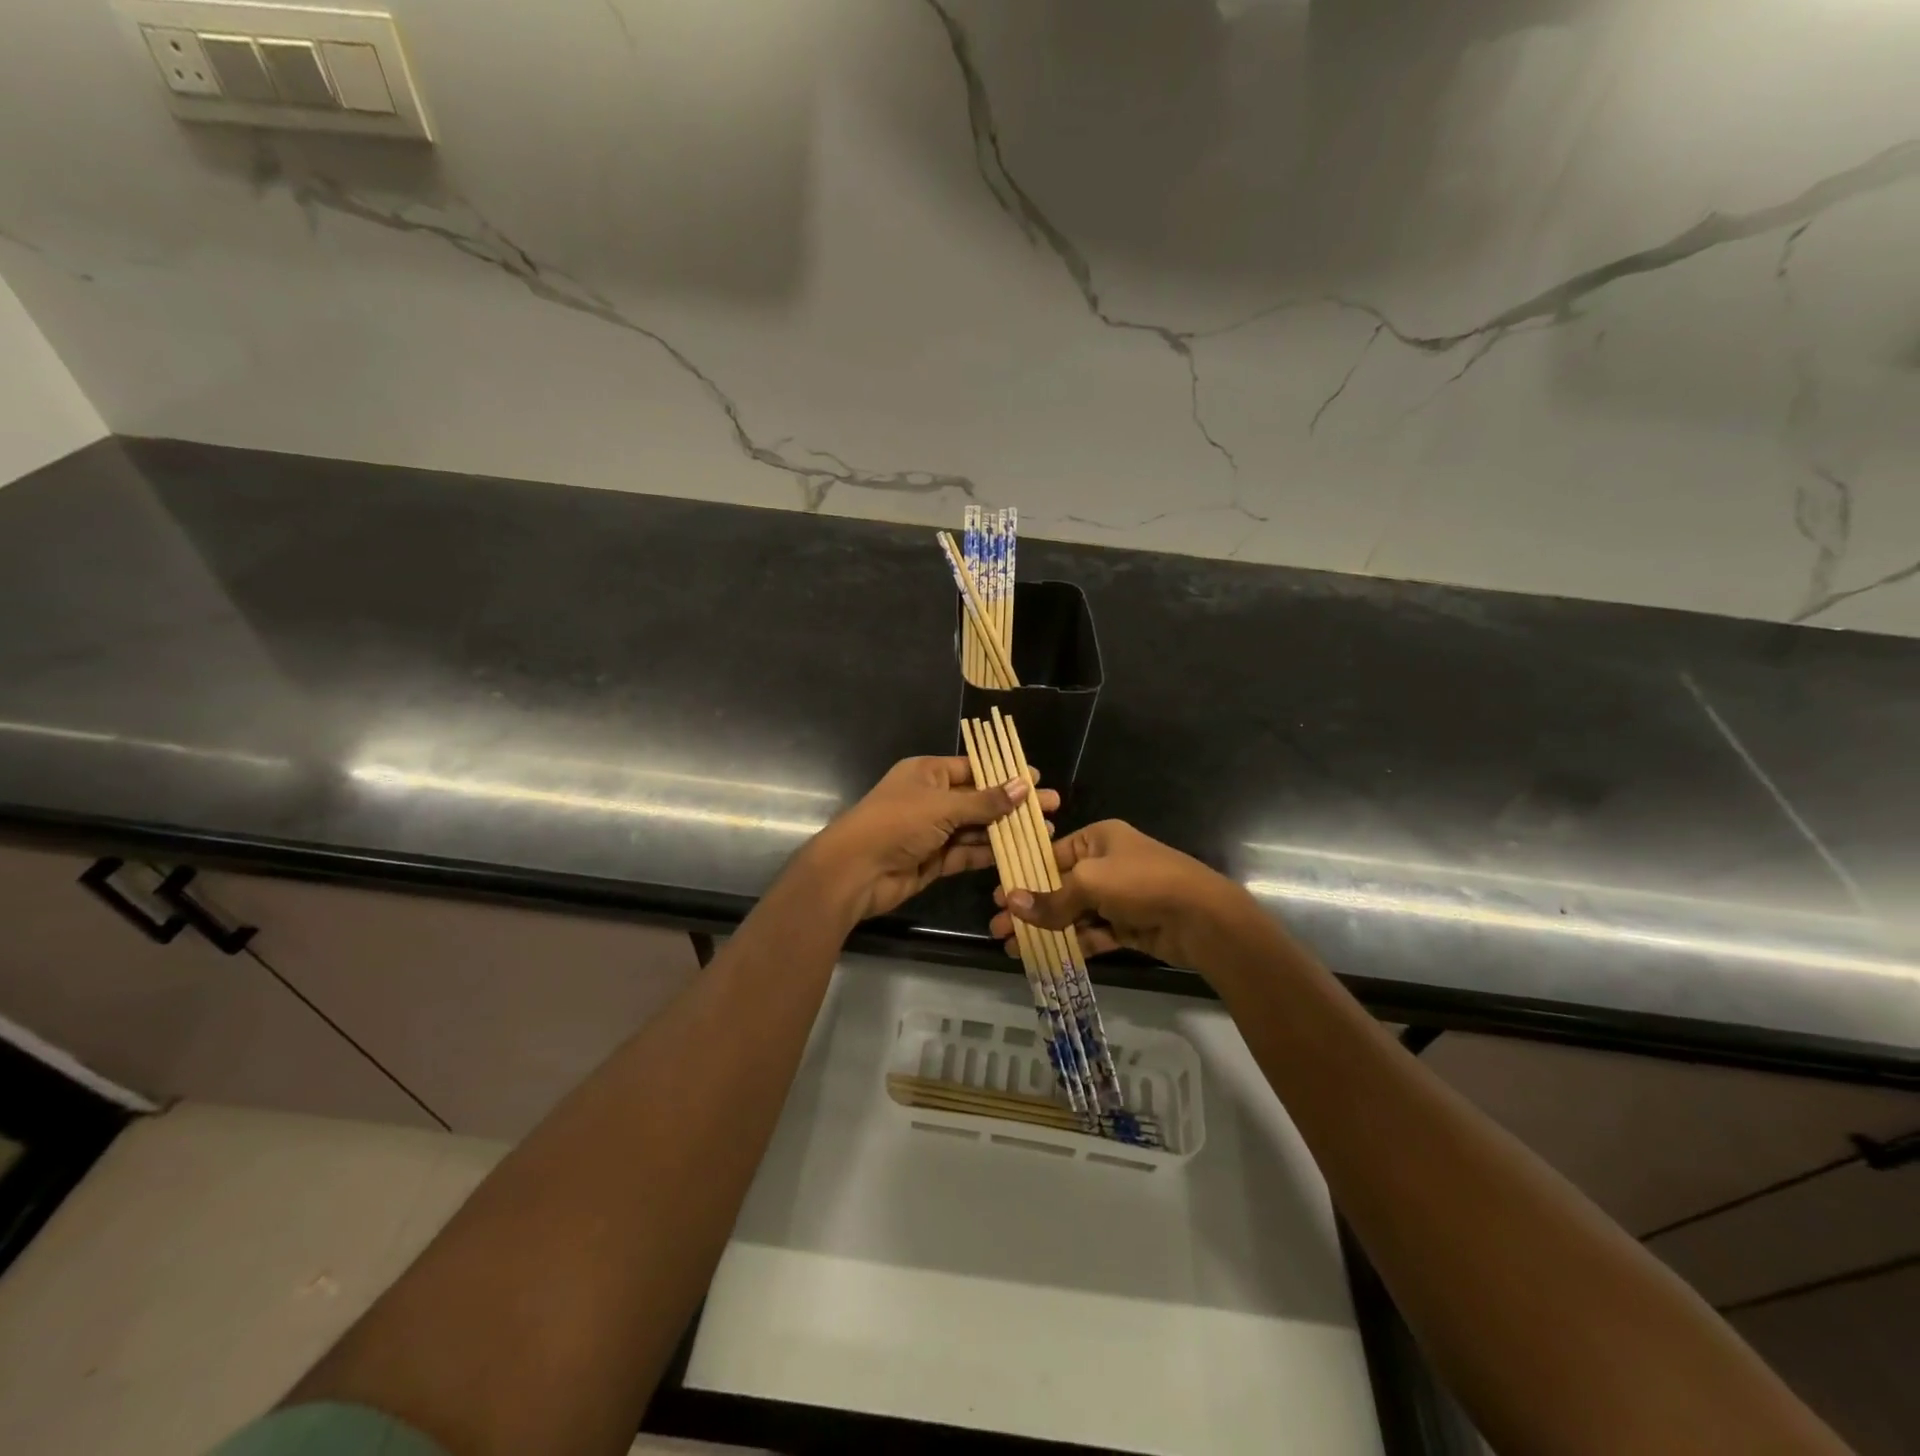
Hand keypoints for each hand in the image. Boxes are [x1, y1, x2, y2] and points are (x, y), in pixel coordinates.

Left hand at [802, 756, 1060, 923]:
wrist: (855, 872)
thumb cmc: (896, 823)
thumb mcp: (943, 806)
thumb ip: (985, 801)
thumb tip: (1024, 786)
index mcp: (928, 773)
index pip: (973, 769)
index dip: (1005, 774)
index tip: (1037, 779)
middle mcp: (931, 799)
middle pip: (979, 799)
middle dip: (1013, 805)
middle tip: (1052, 808)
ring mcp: (932, 831)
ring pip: (976, 828)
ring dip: (1006, 831)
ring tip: (1046, 832)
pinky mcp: (934, 860)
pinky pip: (967, 853)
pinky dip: (989, 853)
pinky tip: (1019, 852)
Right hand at [988, 819, 1262, 968]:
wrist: (1202, 918)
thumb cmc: (1142, 882)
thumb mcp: (1090, 883)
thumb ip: (1051, 898)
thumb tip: (1010, 903)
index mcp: (1098, 839)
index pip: (1052, 854)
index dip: (1024, 875)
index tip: (998, 896)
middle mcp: (1107, 864)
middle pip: (1059, 886)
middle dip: (1029, 907)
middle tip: (998, 927)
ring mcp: (1119, 897)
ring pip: (1073, 913)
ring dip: (1045, 929)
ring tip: (1012, 946)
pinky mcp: (1128, 926)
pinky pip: (1092, 933)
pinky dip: (1071, 943)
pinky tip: (1045, 956)